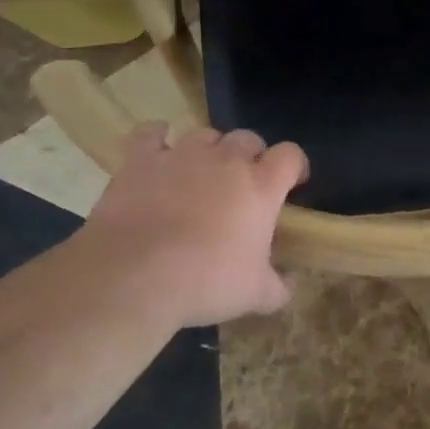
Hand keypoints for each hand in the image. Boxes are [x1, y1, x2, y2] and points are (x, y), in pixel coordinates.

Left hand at [76, 123, 307, 326]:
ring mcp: (182, 155)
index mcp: (261, 186)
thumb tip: (290, 283)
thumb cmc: (206, 282)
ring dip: (210, 149)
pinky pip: (151, 134)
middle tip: (244, 183)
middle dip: (251, 155)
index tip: (292, 183)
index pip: (291, 155)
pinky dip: (157, 137)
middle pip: (248, 138)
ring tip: (202, 172)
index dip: (295, 165)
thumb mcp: (255, 294)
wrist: (134, 276)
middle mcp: (226, 160)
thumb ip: (280, 286)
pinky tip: (159, 148)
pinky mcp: (141, 160)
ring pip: (205, 134)